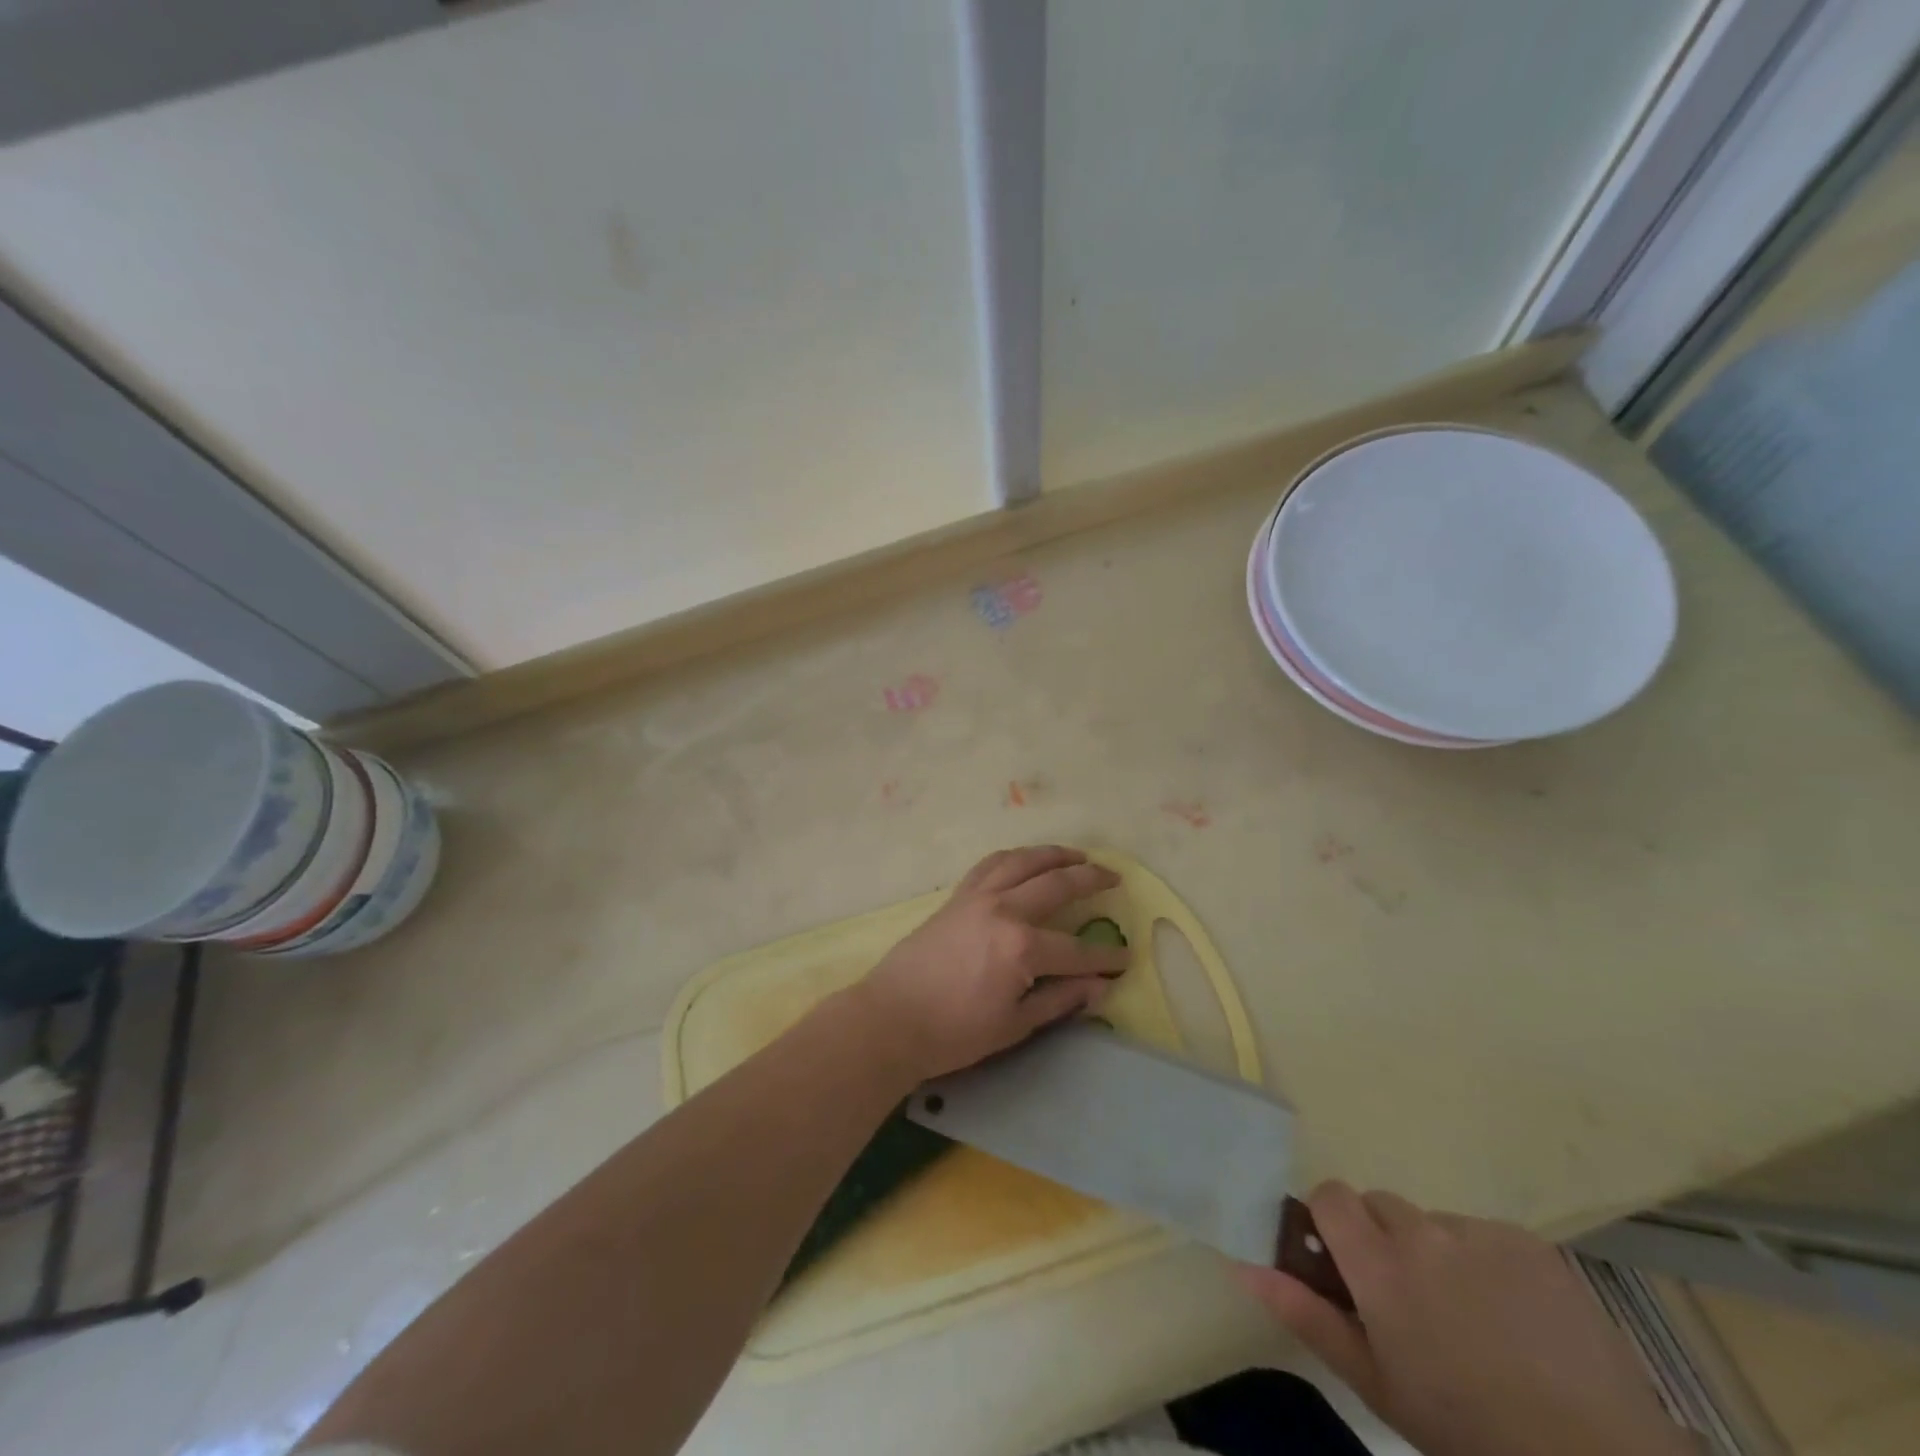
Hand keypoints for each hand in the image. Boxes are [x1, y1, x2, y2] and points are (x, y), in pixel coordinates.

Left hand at [849, 845, 1128, 1080]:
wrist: (891, 1018)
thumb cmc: (954, 1032)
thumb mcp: (1014, 1025)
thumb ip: (1060, 1000)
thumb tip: (1100, 987)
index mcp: (1022, 947)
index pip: (1077, 950)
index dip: (1105, 958)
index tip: (1125, 959)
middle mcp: (1004, 910)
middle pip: (1056, 885)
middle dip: (1091, 880)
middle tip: (1114, 879)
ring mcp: (977, 897)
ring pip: (1023, 861)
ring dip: (1054, 854)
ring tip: (1078, 855)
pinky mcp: (957, 896)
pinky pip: (991, 864)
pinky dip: (1015, 856)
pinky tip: (1026, 859)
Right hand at [1240, 1183, 1692, 1455]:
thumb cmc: (1467, 1433)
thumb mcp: (1377, 1384)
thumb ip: (1307, 1315)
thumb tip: (1245, 1265)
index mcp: (1379, 1264)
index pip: (1331, 1195)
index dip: (1332, 1222)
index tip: (1346, 1265)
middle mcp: (1422, 1231)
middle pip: (1380, 1206)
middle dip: (1383, 1242)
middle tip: (1411, 1305)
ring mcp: (1480, 1233)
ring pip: (1433, 1223)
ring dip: (1436, 1255)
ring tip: (1474, 1323)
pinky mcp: (1529, 1244)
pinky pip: (1484, 1235)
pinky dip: (1486, 1264)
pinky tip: (1516, 1322)